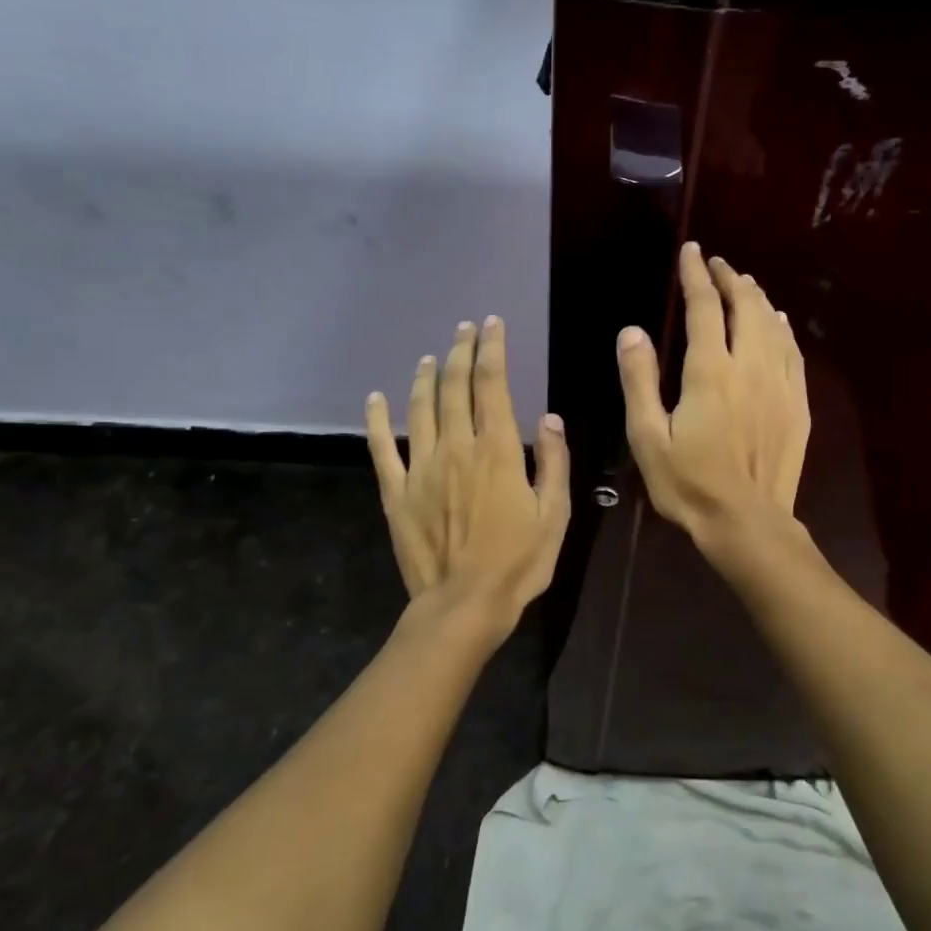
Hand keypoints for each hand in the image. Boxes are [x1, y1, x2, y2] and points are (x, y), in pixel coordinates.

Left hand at [366, 316, 570, 642]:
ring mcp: (421, 468)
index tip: (492, 325)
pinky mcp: (397, 492)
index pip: (492, 384)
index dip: (491, 349)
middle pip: (454, 386)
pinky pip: (382, 448)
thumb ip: (554, 463)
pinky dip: (378, 420)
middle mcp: (457, 448)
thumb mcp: (555, 515)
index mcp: (498, 451)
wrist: (464, 605)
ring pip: (421, 408)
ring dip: (426, 377)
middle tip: (464, 329)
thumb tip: (550, 418)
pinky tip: (375, 399)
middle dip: (460, 351)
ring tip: (431, 356)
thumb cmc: (518, 562)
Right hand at [617, 242, 808, 546]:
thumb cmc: (689, 483)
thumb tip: (633, 331)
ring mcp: (780, 385)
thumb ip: (639, 380)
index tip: (691, 252)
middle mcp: (750, 367)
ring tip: (745, 284)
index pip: (705, 307)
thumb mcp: (648, 437)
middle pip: (746, 306)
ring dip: (758, 298)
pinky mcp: (798, 404)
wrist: (747, 522)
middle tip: (717, 264)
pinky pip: (793, 353)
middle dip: (731, 279)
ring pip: (773, 325)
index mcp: (710, 372)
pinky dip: (783, 329)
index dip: (696, 275)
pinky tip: (778, 322)